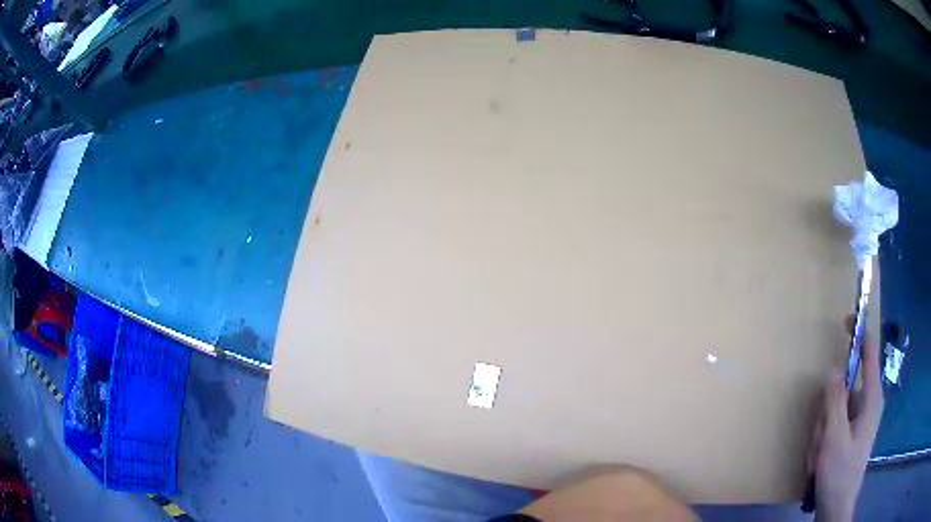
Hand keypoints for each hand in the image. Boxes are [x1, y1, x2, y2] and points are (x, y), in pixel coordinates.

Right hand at [807, 316, 883, 521]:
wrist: (836, 507)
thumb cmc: (840, 471)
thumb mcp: (835, 437)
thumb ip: (835, 400)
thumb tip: (834, 367)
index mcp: (871, 398)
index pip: (869, 355)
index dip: (860, 335)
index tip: (848, 318)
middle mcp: (867, 405)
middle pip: (844, 388)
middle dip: (827, 413)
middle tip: (821, 438)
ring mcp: (857, 422)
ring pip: (834, 410)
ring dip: (822, 432)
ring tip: (819, 456)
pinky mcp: (849, 435)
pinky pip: (832, 426)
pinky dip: (822, 441)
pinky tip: (818, 461)